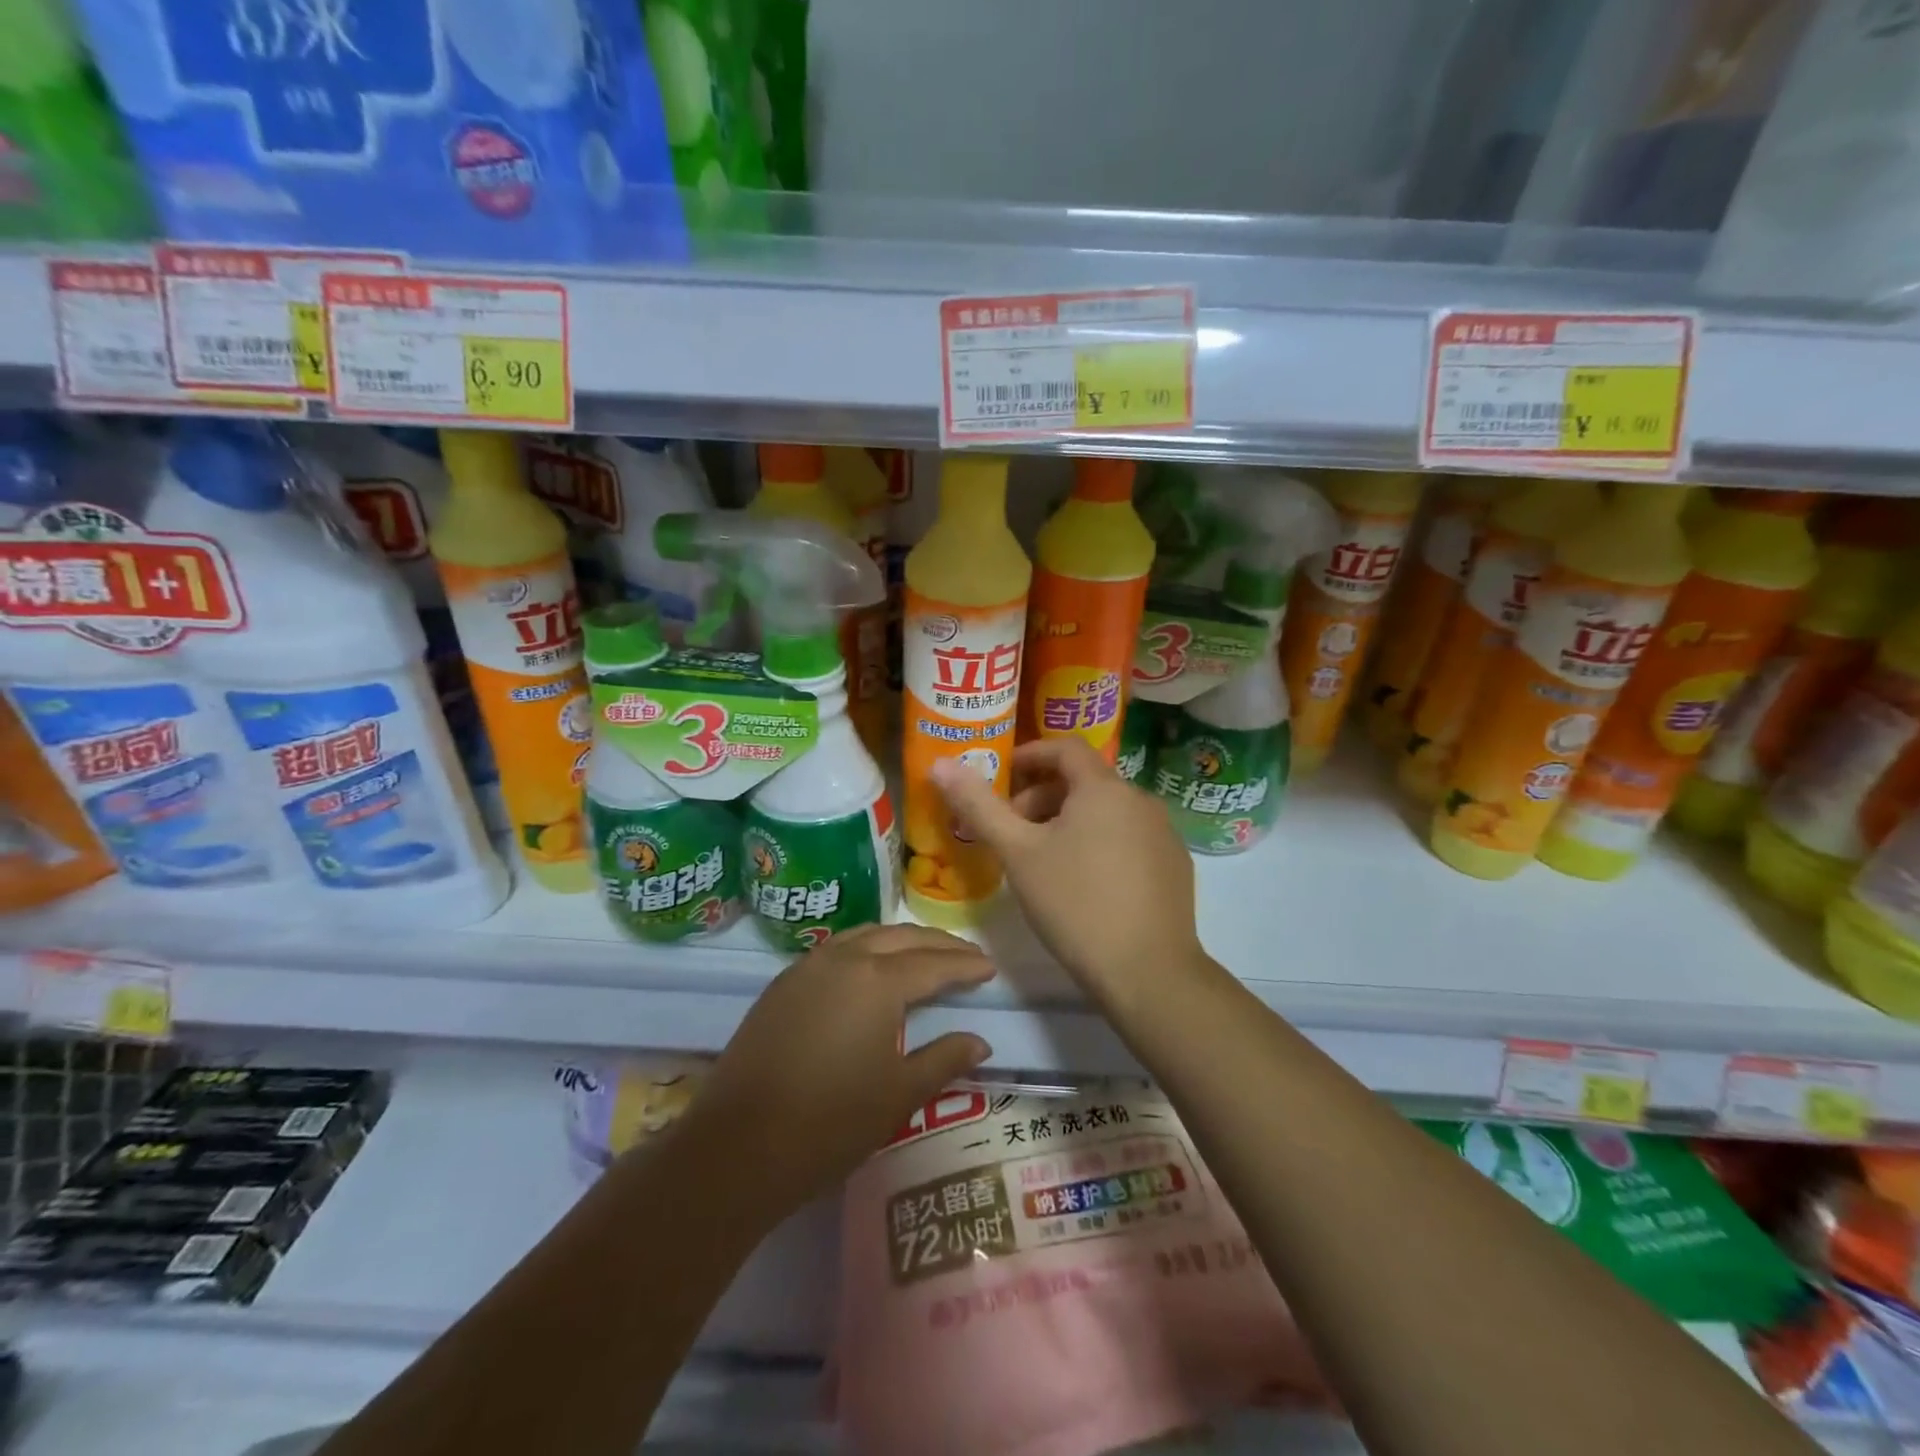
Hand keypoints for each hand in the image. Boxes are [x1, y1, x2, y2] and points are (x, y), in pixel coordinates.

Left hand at [680, 925, 994, 1210]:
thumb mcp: (899, 1095)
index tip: (990, 967)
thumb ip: (944, 1059)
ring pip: (866, 936)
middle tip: (966, 956)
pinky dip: (866, 949)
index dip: (965, 965)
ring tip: (925, 955)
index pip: (934, 963)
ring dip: (900, 940)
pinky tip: (872, 969)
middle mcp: (844, 959)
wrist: (737, 1147)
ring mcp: (807, 967)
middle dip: (938, 944)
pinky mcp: (782, 984)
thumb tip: (979, 1041)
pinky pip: (836, 949)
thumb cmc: (830, 1122)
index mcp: (878, 980)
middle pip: (901, 938)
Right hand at [931, 737, 1208, 1008]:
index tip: (1002, 777)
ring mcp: (1163, 833)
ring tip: (1043, 860)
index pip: (1065, 747)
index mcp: (1104, 788)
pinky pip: (1129, 837)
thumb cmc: (1075, 903)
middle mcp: (1140, 800)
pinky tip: (1084, 883)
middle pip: (1084, 781)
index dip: (1029, 755)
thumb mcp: (1018, 854)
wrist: (1148, 973)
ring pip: (1107, 811)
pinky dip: (1100, 842)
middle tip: (1013, 831)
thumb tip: (940, 765)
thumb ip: (979, 806)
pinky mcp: (1175, 865)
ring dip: (1070, 821)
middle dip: (1043, 797)